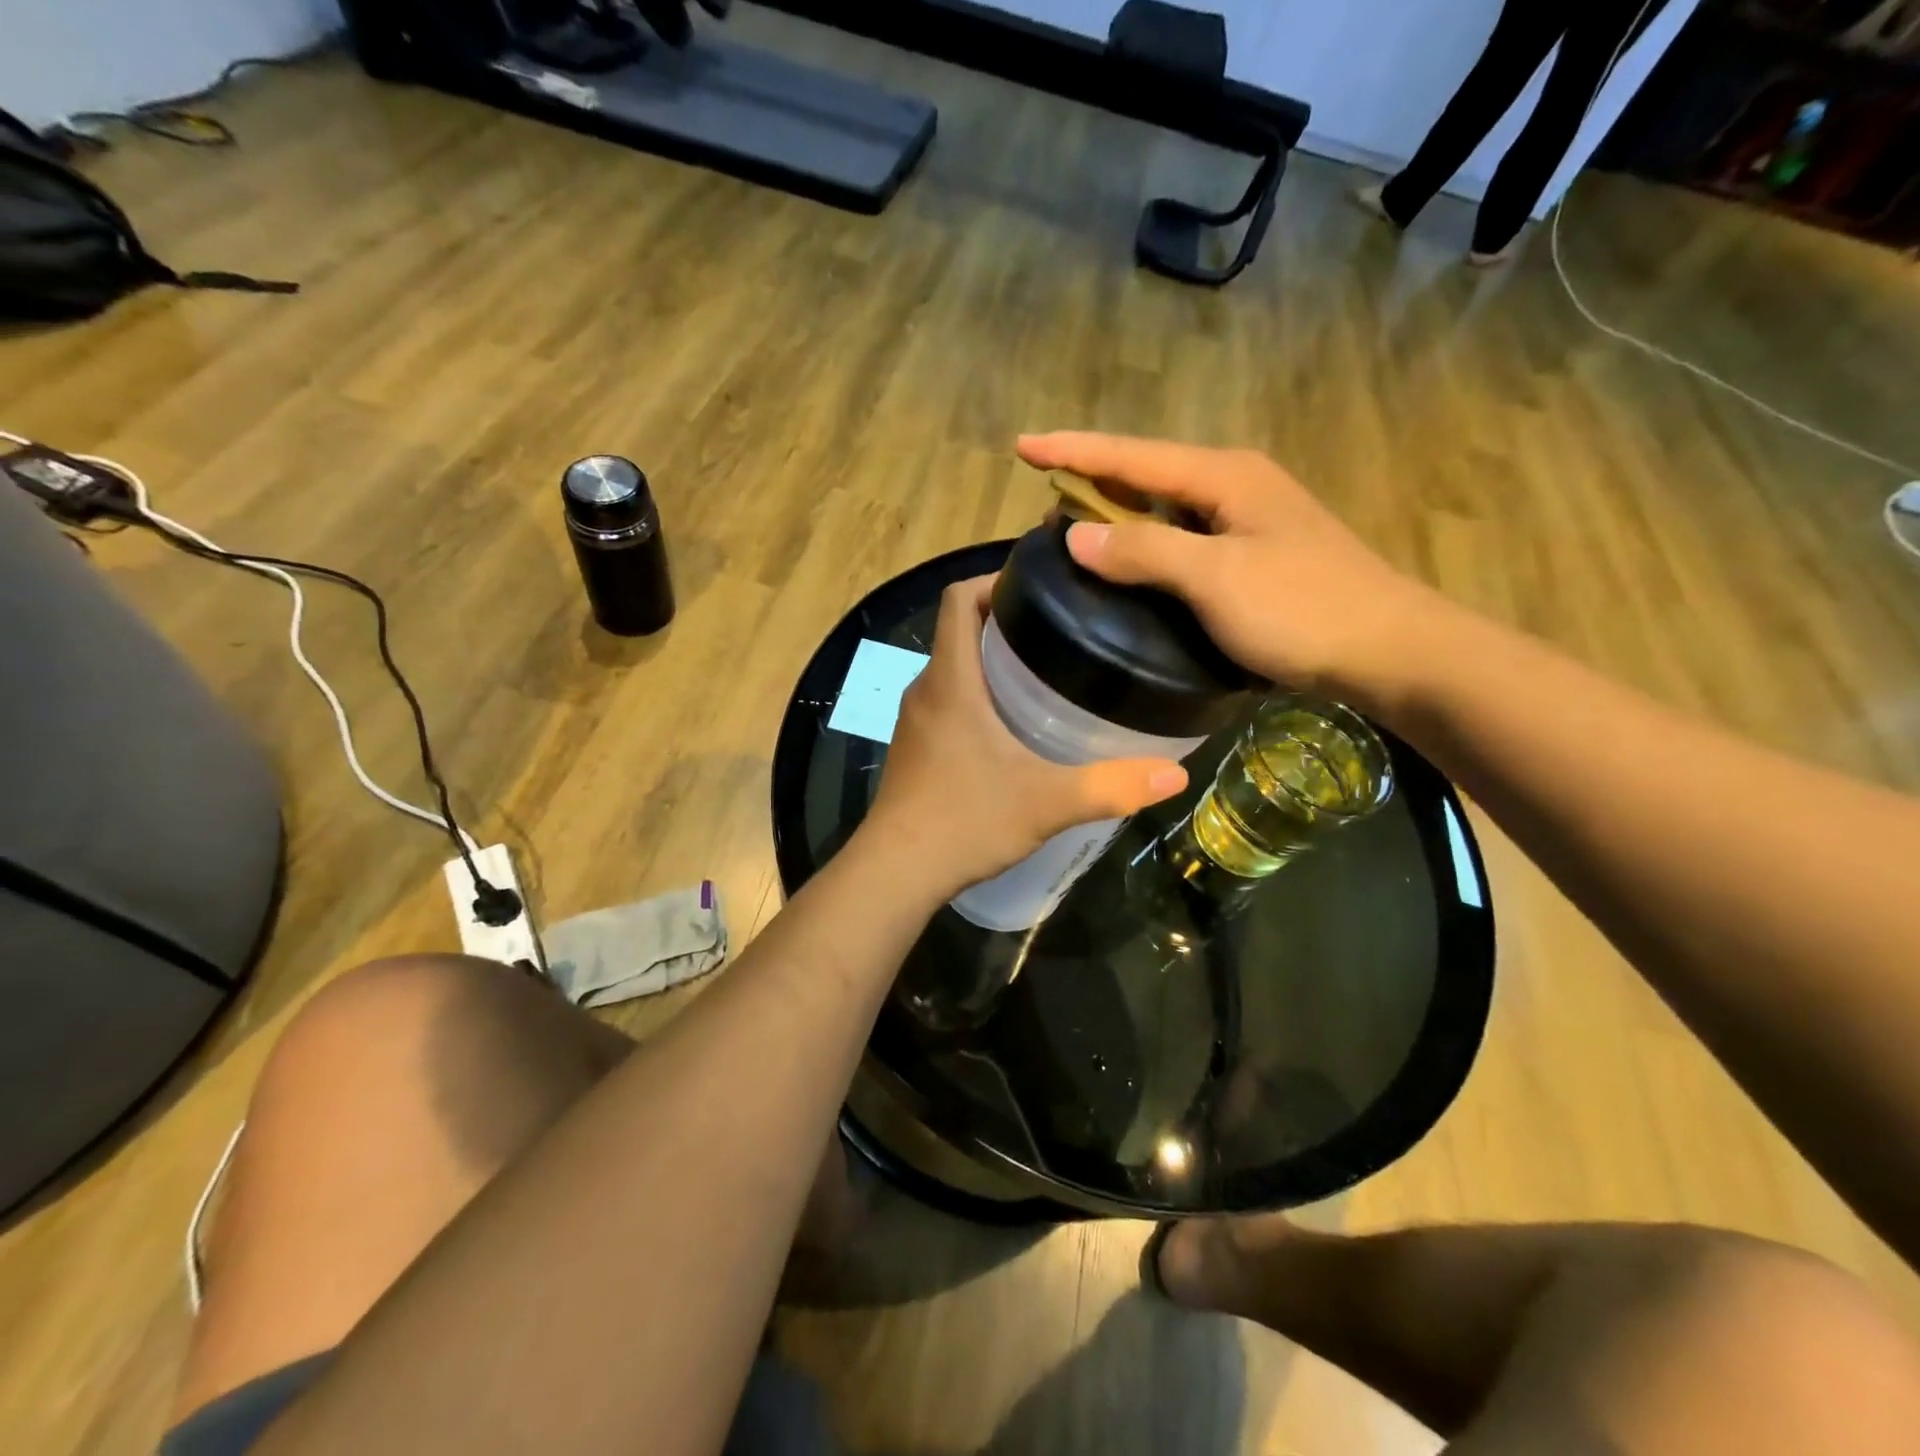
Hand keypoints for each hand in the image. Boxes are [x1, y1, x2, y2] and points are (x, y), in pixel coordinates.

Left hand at [862, 577, 1187, 897]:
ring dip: (989, 662)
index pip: (959, 599)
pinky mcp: (914, 749)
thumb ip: (1110, 786)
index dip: (993, 580)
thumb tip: (1175, 775)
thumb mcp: (1047, 802)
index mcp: (951, 681)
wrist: (896, 872)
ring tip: (1045, 674)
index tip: (1038, 588)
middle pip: (958, 631)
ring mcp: (914, 722)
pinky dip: (976, 697)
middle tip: (1060, 633)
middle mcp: (926, 691)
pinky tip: (1012, 728)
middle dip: (1004, 622)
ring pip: (952, 670)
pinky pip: (946, 703)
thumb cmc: (965, 821)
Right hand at [1018, 432, 1438, 706]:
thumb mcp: (1215, 579)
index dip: (1073, 451)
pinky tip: (1132, 561)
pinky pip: (1184, 537)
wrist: (1392, 651)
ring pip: (1167, 506)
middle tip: (1043, 488)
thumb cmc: (1302, 609)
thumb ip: (1144, 551)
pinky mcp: (1257, 556)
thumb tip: (1076, 535)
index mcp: (1224, 476)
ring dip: (1120, 510)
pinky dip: (1149, 542)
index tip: (1021, 447)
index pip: (1131, 456)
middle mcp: (1236, 486)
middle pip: (1148, 472)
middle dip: (1093, 476)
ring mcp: (1250, 521)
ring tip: (1074, 523)